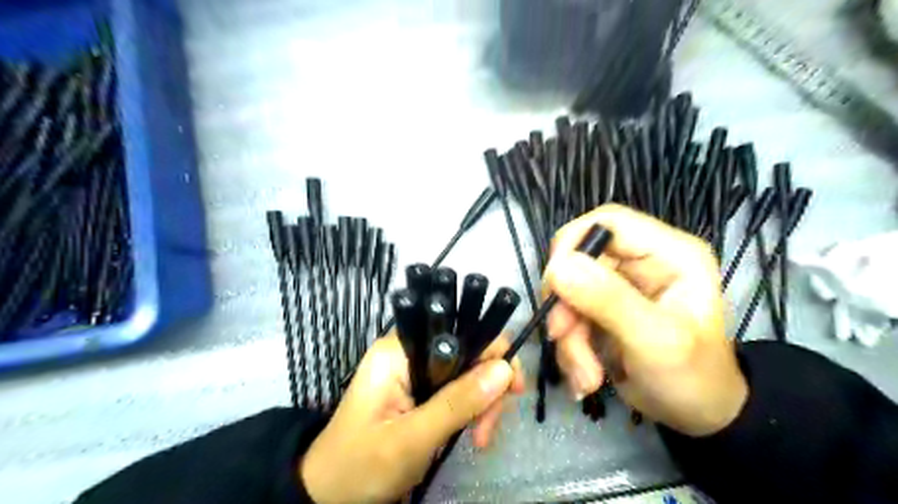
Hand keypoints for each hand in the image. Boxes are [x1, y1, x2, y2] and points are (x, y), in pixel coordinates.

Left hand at [302, 334, 526, 501]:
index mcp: (399, 350)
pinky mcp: (419, 388)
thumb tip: (505, 370)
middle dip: (487, 387)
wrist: (329, 494)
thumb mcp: (411, 439)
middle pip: (468, 351)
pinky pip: (457, 389)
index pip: (458, 331)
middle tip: (486, 430)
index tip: (511, 389)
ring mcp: (415, 370)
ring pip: (467, 372)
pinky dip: (470, 409)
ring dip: (482, 403)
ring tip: (479, 439)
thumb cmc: (360, 466)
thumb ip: (457, 403)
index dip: (492, 353)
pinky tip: (470, 433)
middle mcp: (409, 351)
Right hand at [544, 205, 747, 436]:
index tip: (554, 285)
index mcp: (669, 253)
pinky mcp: (603, 309)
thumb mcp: (655, 341)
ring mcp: (619, 286)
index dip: (573, 244)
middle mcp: (641, 262)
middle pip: (579, 260)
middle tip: (562, 338)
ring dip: (568, 335)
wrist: (696, 418)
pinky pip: (569, 315)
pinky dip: (570, 346)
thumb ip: (609, 301)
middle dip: (567, 305)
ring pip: (568, 292)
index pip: (607, 222)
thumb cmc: (693, 378)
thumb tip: (558, 267)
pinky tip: (586, 376)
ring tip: (586, 375)